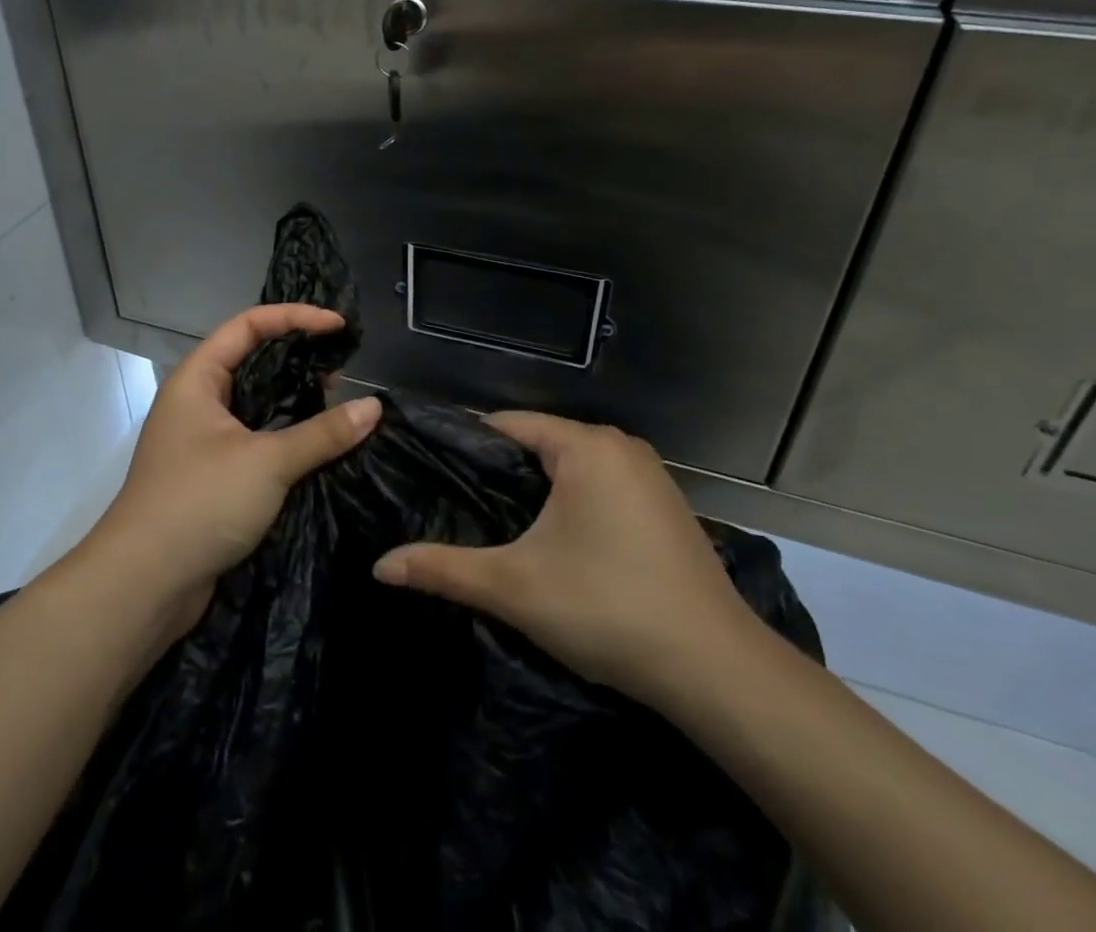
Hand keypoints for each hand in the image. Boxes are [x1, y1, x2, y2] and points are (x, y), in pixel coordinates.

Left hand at [81, 305, 381, 639]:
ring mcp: (203, 441)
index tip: (338, 327)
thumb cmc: (199, 502)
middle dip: (298, 360)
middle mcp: (198, 402)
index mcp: (198, 379)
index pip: (248, 325)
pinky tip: (320, 448)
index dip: (295, 317)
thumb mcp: (267, 461)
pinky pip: (256, 441)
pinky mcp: (213, 476)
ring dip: (295, 403)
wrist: (143, 586)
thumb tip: (374, 407)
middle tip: (342, 372)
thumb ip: (323, 433)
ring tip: (339, 407)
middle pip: (253, 362)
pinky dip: (287, 438)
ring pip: (257, 405)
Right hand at [371, 412, 760, 704]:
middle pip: (542, 444)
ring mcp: (651, 476)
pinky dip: (575, 504)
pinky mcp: (667, 507)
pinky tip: (559, 543)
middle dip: (503, 473)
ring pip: (574, 467)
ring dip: (540, 491)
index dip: (468, 446)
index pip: (508, 425)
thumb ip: (443, 569)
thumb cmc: (607, 608)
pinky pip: (603, 487)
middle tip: (460, 506)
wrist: (717, 670)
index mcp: (585, 446)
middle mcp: (621, 446)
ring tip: (500, 525)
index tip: (434, 473)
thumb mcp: (514, 587)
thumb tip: (378, 566)